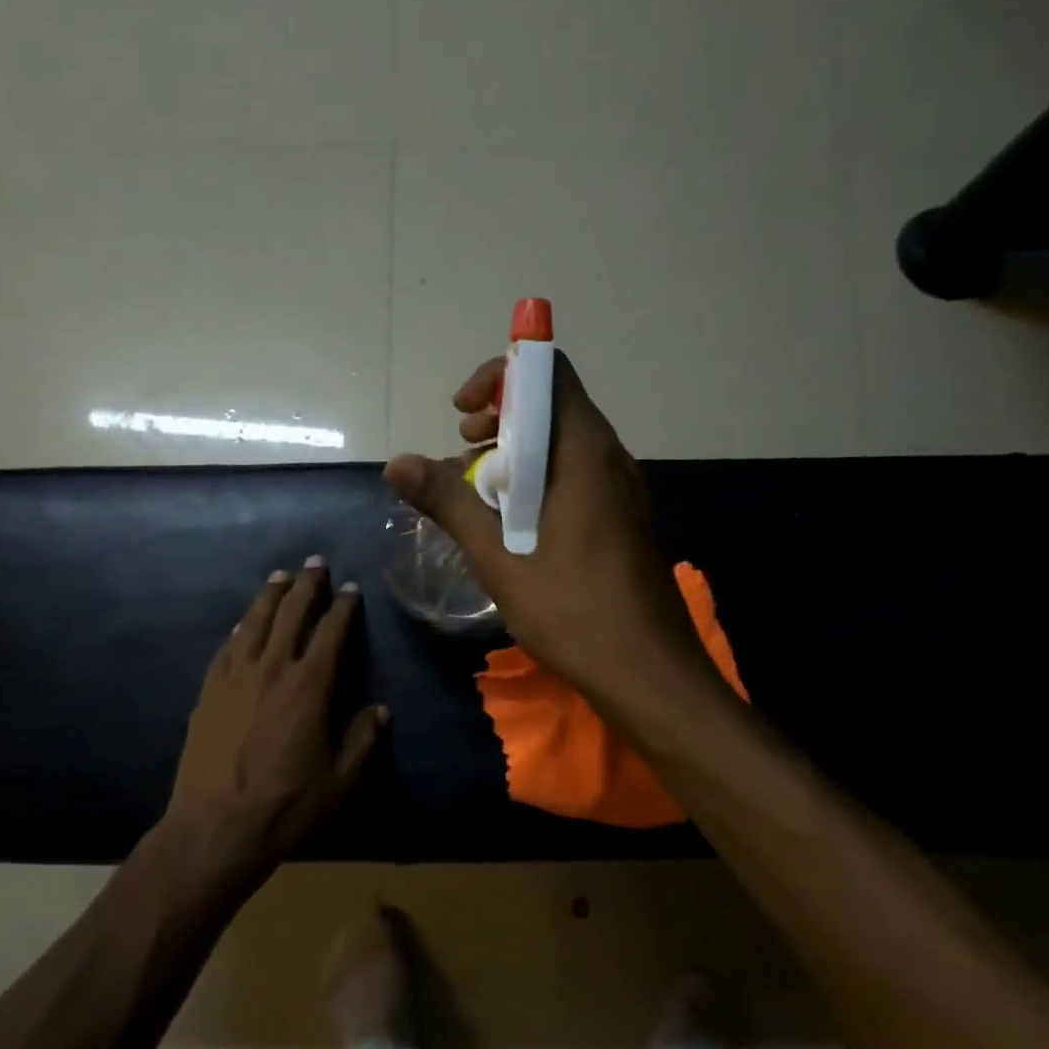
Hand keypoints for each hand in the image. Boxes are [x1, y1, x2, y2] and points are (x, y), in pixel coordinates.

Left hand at [163, 559, 387, 878]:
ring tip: (280, 576)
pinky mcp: (209, 692)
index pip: (331, 633)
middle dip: (306, 586)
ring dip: (270, 596)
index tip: (351, 589)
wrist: (215, 827)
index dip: (343, 607)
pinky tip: (243, 622)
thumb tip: (379, 710)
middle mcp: (272, 670)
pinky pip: (227, 648)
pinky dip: (240, 629)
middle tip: (315, 562)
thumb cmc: (286, 805)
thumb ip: (362, 741)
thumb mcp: (340, 781)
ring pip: (254, 622)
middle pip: (291, 615)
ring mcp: (235, 678)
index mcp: (309, 687)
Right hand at [384, 354, 716, 715]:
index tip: (460, 414)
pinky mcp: (624, 518)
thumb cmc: (574, 614)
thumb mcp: (500, 560)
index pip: (548, 373)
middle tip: (461, 457)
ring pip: (563, 445)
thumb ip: (449, 505)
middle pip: (553, 406)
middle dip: (499, 421)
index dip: (499, 377)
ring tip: (478, 498)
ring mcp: (623, 490)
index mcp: (584, 454)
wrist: (651, 675)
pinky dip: (539, 483)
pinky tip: (513, 527)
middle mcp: (610, 459)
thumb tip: (397, 463)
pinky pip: (577, 477)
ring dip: (516, 457)